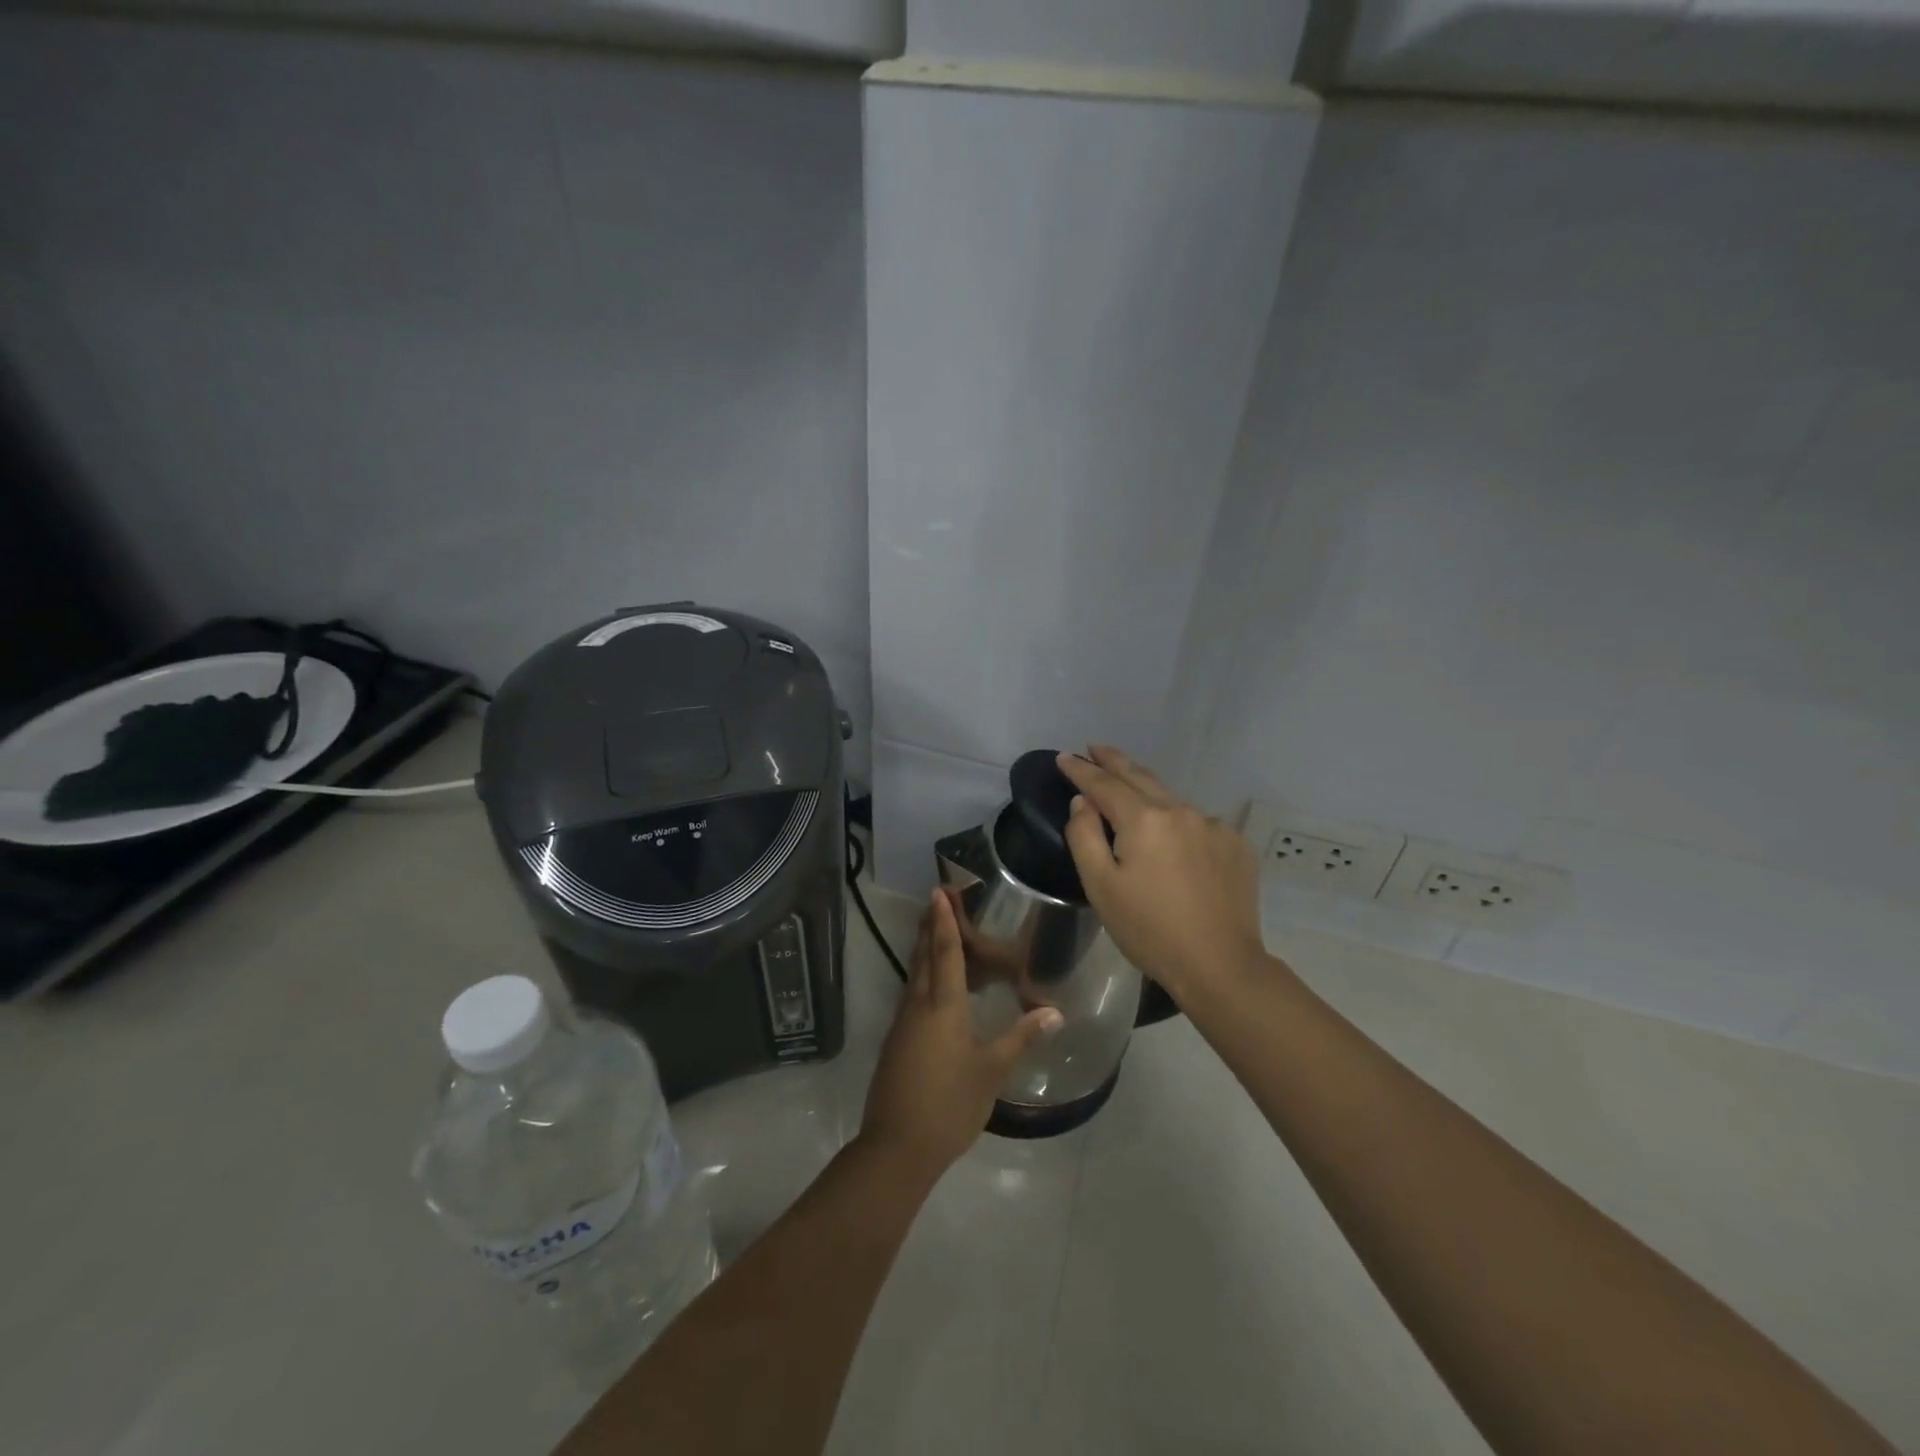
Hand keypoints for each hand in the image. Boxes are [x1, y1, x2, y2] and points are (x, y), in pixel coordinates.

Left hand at [860, 890, 1062, 1182]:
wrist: (897, 1147)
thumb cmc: (949, 1104)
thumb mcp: (991, 1072)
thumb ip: (1021, 1038)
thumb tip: (1055, 1011)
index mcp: (942, 1006)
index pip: (945, 951)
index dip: (944, 920)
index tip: (939, 891)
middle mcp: (918, 1005)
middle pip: (923, 955)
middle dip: (930, 925)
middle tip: (938, 899)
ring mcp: (903, 1023)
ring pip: (915, 974)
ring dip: (925, 949)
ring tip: (939, 931)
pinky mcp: (898, 1040)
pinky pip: (913, 994)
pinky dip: (925, 976)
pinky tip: (938, 986)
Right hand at [1056, 746, 1268, 1001]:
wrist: (1220, 966)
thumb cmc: (1149, 930)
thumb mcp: (1100, 886)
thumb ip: (1084, 836)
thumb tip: (1083, 802)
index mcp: (1144, 819)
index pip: (1104, 784)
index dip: (1081, 769)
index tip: (1064, 756)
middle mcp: (1181, 811)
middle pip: (1140, 777)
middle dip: (1114, 761)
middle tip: (1095, 748)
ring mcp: (1214, 826)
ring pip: (1171, 799)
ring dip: (1146, 790)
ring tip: (1129, 789)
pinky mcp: (1235, 844)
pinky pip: (1197, 822)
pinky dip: (1177, 821)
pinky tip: (1172, 838)